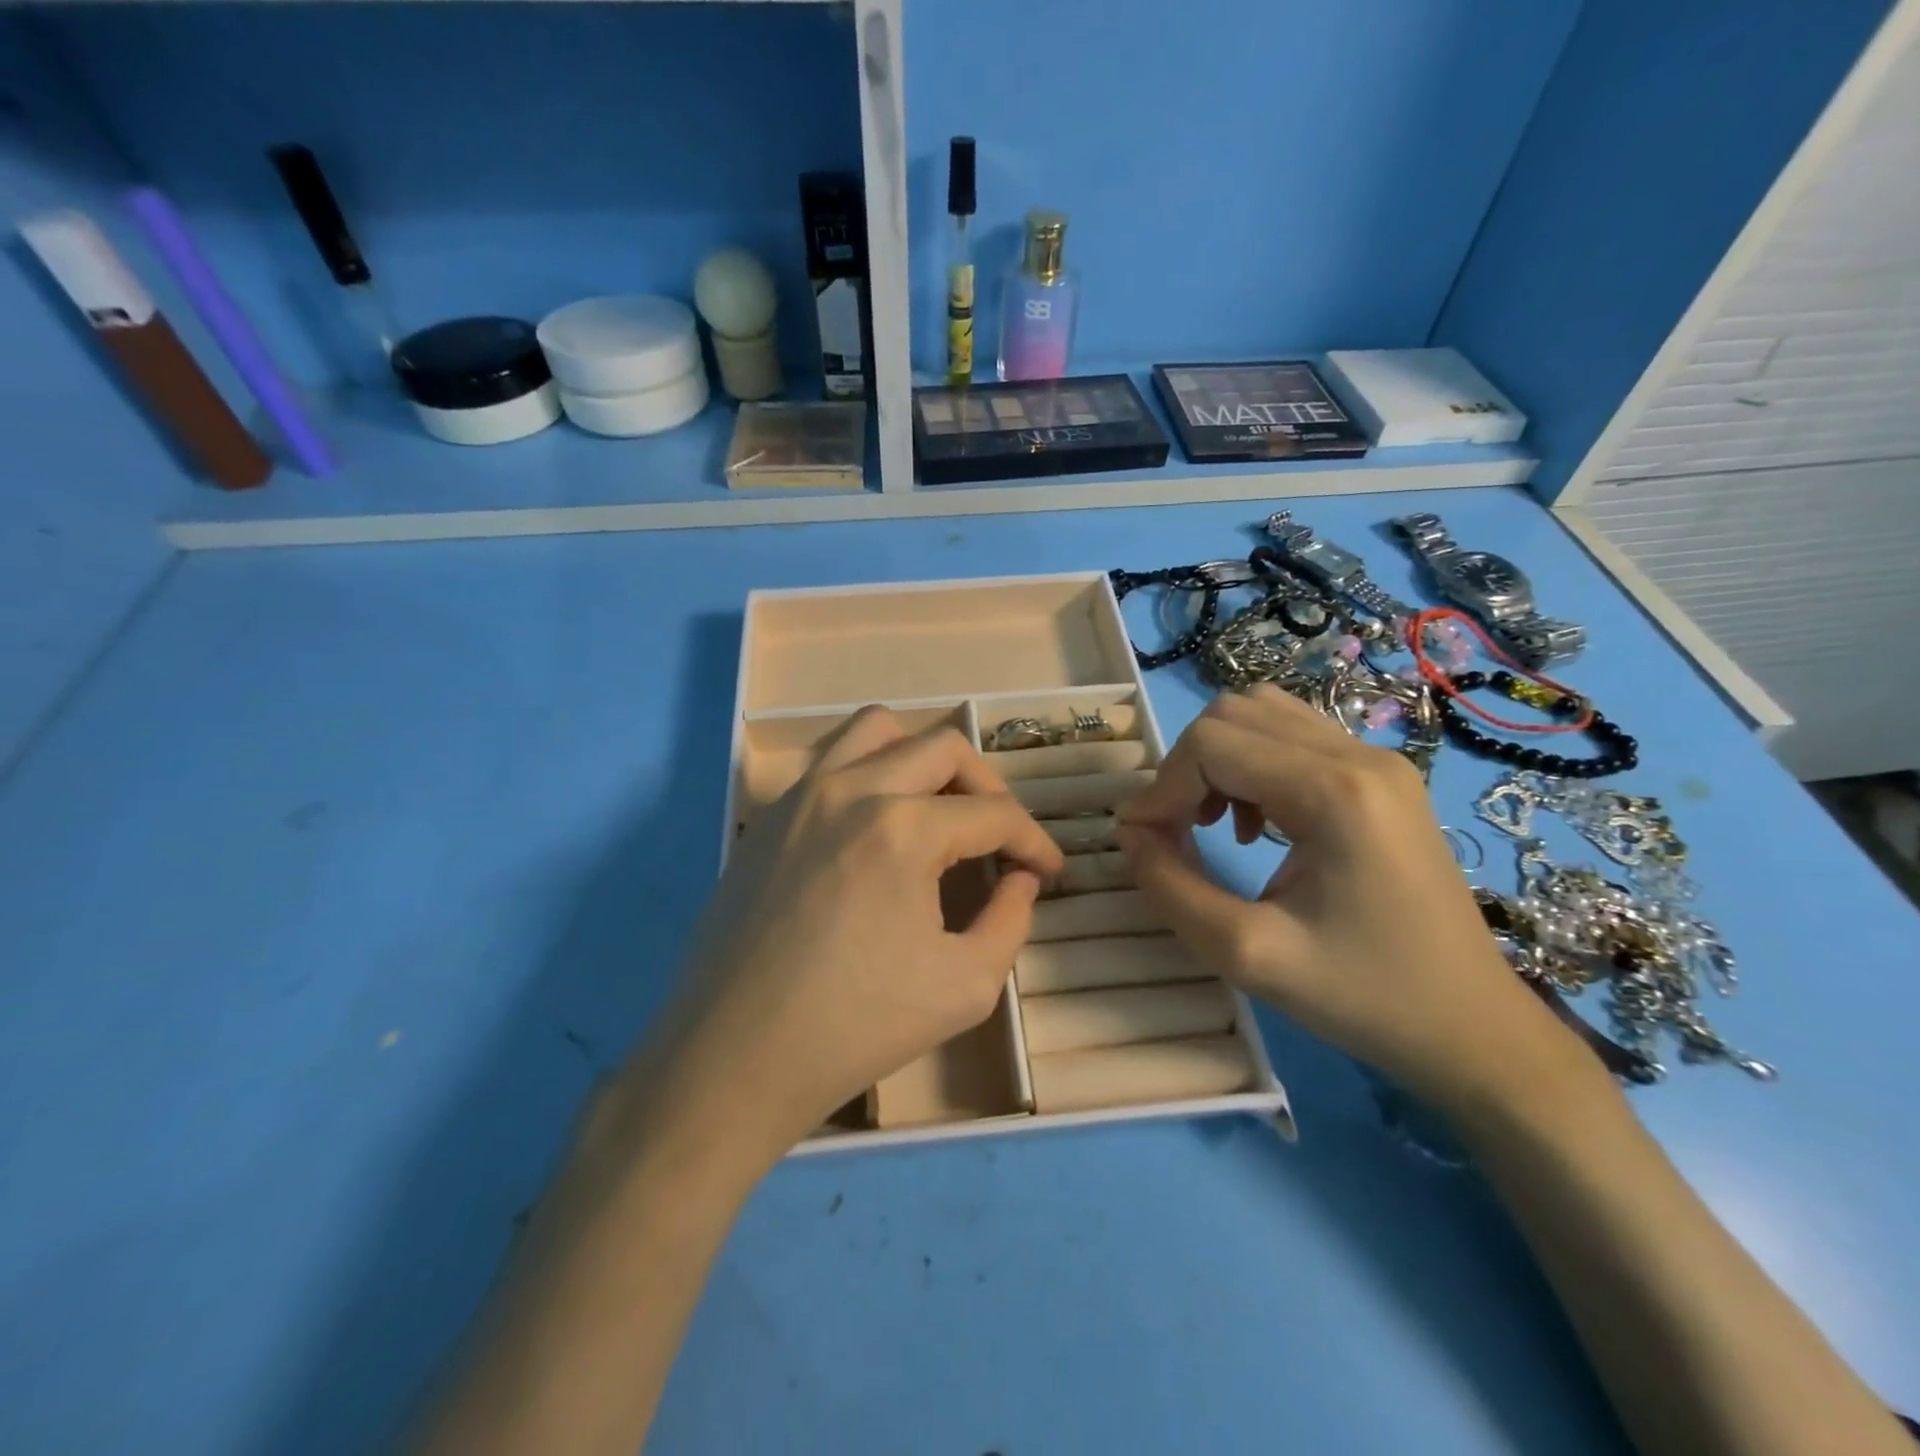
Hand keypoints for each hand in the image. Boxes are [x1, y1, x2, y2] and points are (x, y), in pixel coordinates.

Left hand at [617, 708, 1062, 1172]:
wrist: (736, 1056)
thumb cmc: (857, 1028)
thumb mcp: (966, 987)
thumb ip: (1011, 920)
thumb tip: (1020, 878)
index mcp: (904, 830)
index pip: (995, 813)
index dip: (1035, 841)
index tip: (1049, 871)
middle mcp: (852, 791)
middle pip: (945, 748)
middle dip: (989, 788)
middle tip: (999, 836)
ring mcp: (802, 796)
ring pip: (877, 728)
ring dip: (921, 758)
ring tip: (935, 807)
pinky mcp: (769, 816)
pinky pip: (829, 761)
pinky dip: (868, 772)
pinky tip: (874, 826)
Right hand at [1118, 684, 1590, 1116]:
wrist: (1472, 1029)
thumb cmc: (1363, 997)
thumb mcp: (1247, 954)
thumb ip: (1170, 887)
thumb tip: (1129, 834)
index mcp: (1335, 792)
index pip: (1213, 744)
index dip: (1162, 788)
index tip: (1141, 841)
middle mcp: (1359, 756)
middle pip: (1233, 714)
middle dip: (1185, 768)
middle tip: (1175, 830)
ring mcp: (1377, 760)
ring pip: (1262, 714)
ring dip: (1217, 760)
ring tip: (1211, 821)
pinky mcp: (1380, 776)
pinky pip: (1292, 736)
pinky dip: (1250, 764)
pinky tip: (1254, 823)